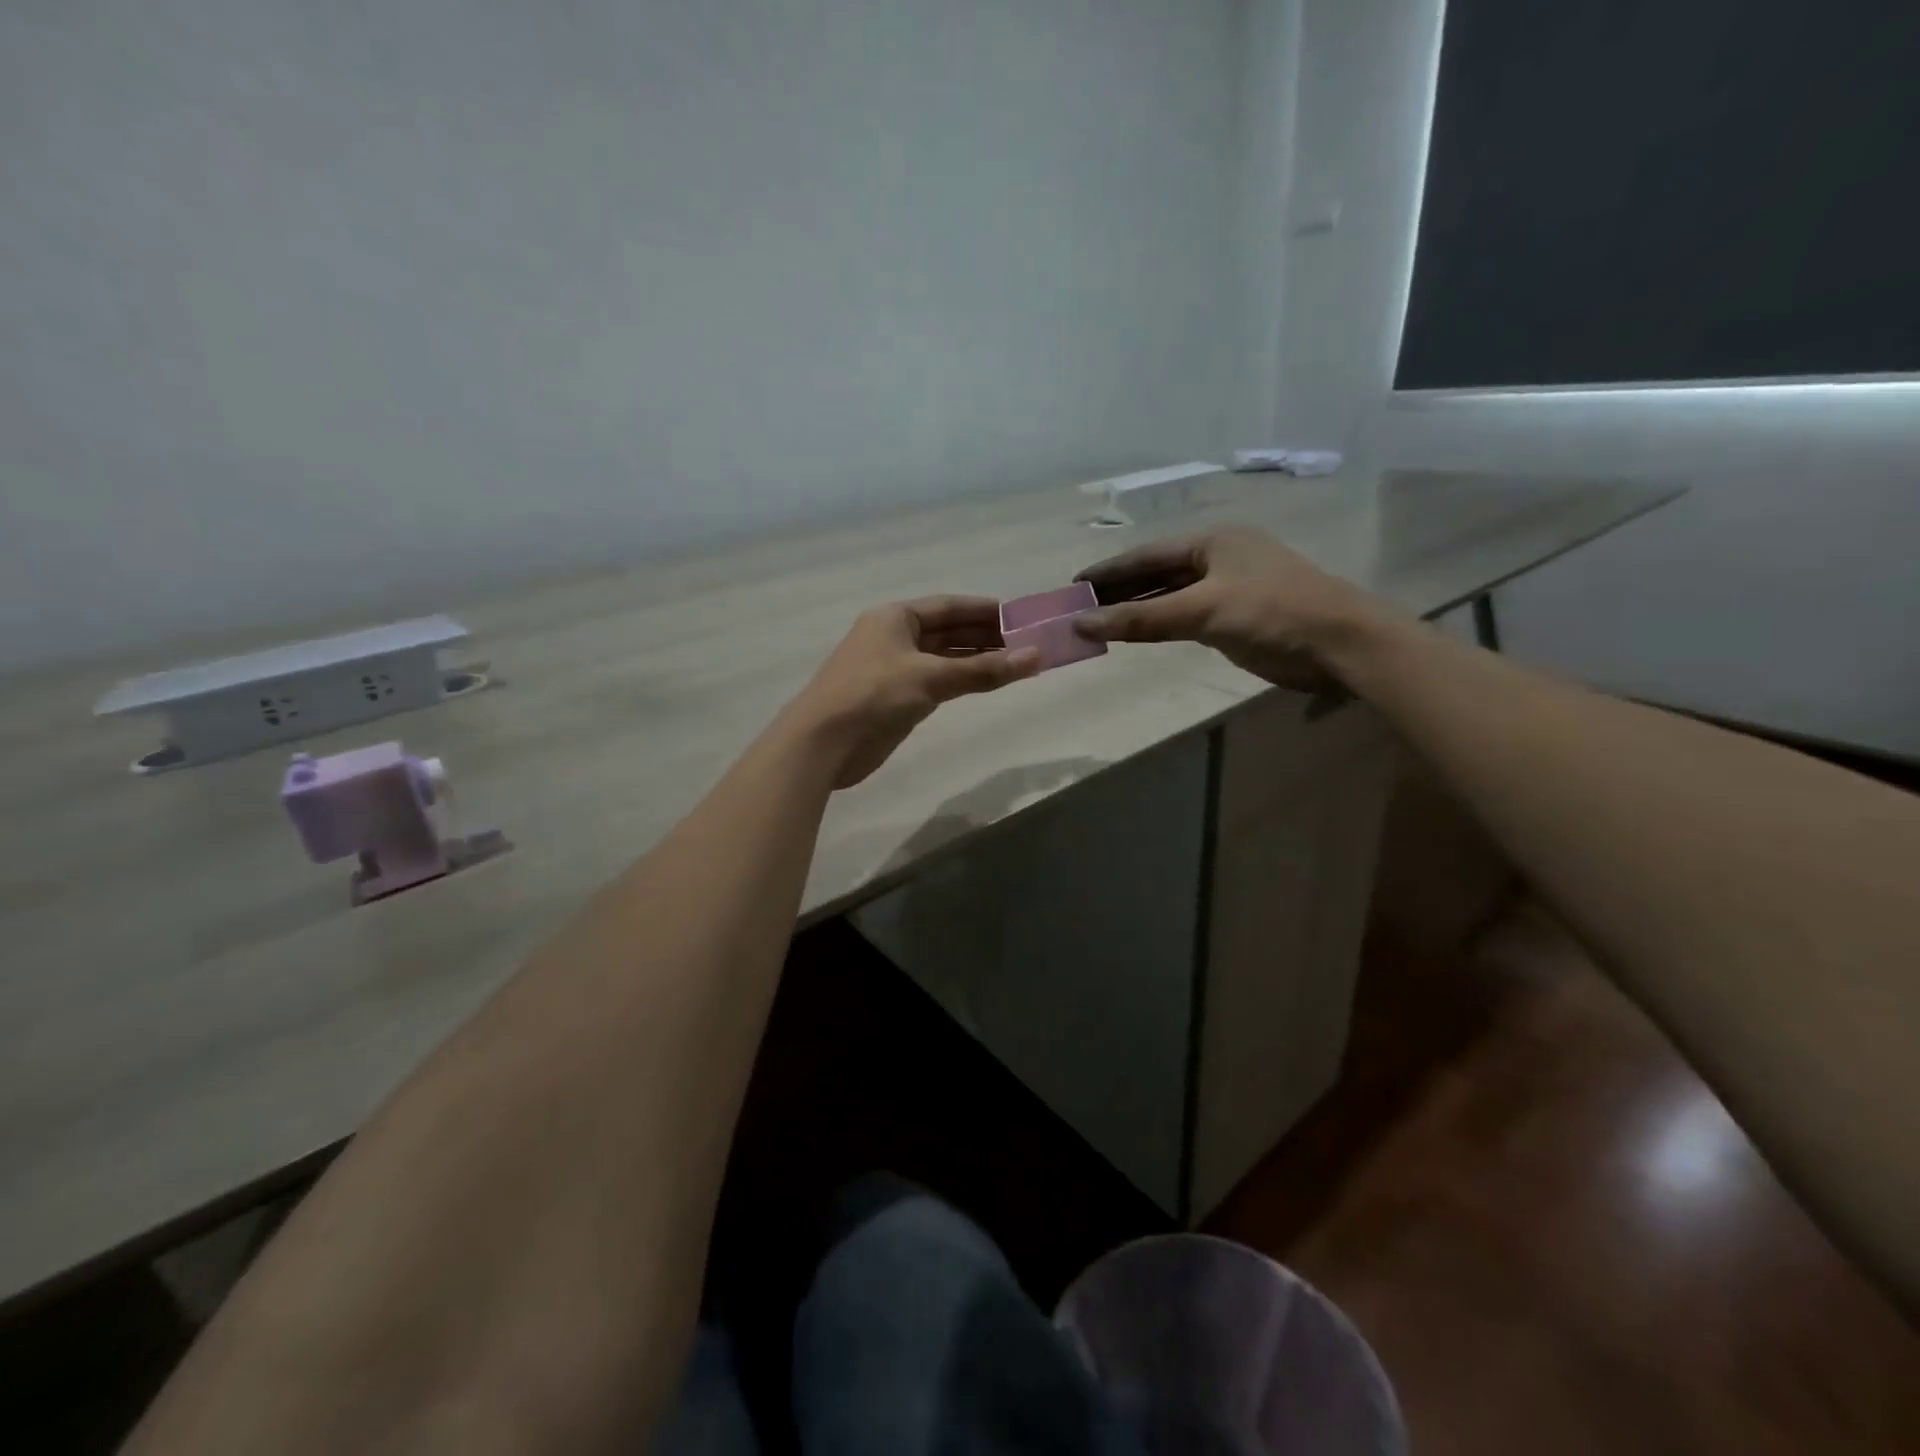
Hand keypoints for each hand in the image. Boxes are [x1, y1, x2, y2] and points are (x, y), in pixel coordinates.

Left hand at [783, 597, 1041, 787]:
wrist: (822, 743)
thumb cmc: (873, 696)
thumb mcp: (931, 678)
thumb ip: (982, 670)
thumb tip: (1035, 657)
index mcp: (895, 617)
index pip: (948, 606)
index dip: (984, 610)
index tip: (1020, 616)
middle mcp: (893, 637)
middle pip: (947, 631)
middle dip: (985, 636)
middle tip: (1027, 643)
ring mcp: (893, 668)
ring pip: (942, 658)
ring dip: (975, 660)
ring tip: (1016, 663)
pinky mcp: (894, 698)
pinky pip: (935, 681)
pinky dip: (960, 680)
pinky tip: (984, 683)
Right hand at [1074, 527, 1382, 690]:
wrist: (1340, 644)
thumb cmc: (1271, 612)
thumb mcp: (1201, 610)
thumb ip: (1141, 618)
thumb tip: (1082, 623)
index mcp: (1212, 542)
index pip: (1147, 555)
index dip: (1109, 570)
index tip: (1074, 584)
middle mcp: (1218, 559)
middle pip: (1156, 573)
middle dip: (1119, 590)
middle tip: (1080, 607)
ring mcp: (1228, 589)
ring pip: (1170, 596)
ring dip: (1138, 609)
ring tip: (1099, 622)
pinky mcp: (1235, 618)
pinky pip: (1185, 616)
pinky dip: (1160, 624)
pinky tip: (1138, 633)